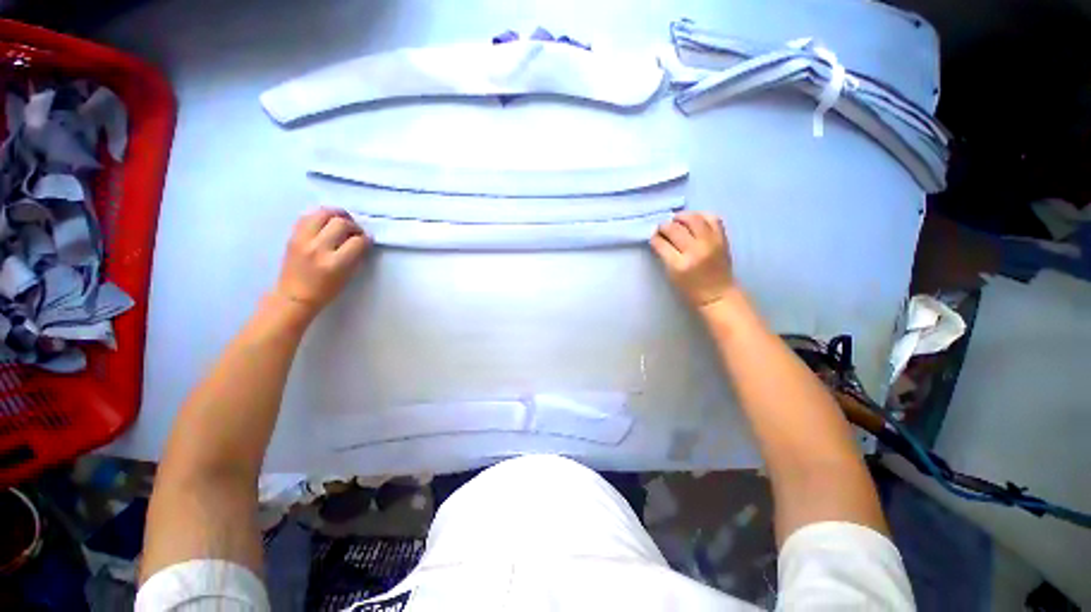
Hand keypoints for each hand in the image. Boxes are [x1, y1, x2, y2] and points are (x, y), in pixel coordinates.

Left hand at [274, 208, 369, 316]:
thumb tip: (362, 240)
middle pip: (341, 223)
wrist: (294, 296)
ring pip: (322, 213)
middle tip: (355, 231)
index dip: (366, 239)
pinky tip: (325, 222)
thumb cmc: (326, 291)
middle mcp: (318, 248)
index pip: (357, 241)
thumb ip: (355, 256)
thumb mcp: (347, 276)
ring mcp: (303, 240)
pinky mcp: (292, 236)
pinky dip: (320, 216)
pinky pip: (307, 216)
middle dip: (353, 225)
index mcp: (335, 263)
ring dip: (336, 214)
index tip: (367, 240)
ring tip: (342, 220)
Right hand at [650, 212, 734, 310]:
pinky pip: (712, 218)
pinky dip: (701, 215)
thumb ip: (665, 255)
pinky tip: (694, 220)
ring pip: (694, 219)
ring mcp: (711, 243)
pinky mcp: (722, 239)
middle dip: (664, 226)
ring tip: (677, 220)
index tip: (653, 236)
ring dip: (682, 217)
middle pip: (675, 228)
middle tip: (662, 228)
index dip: (655, 237)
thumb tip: (659, 238)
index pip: (662, 243)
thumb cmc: (690, 289)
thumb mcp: (671, 275)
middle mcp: (696, 251)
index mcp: (680, 265)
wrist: (718, 294)